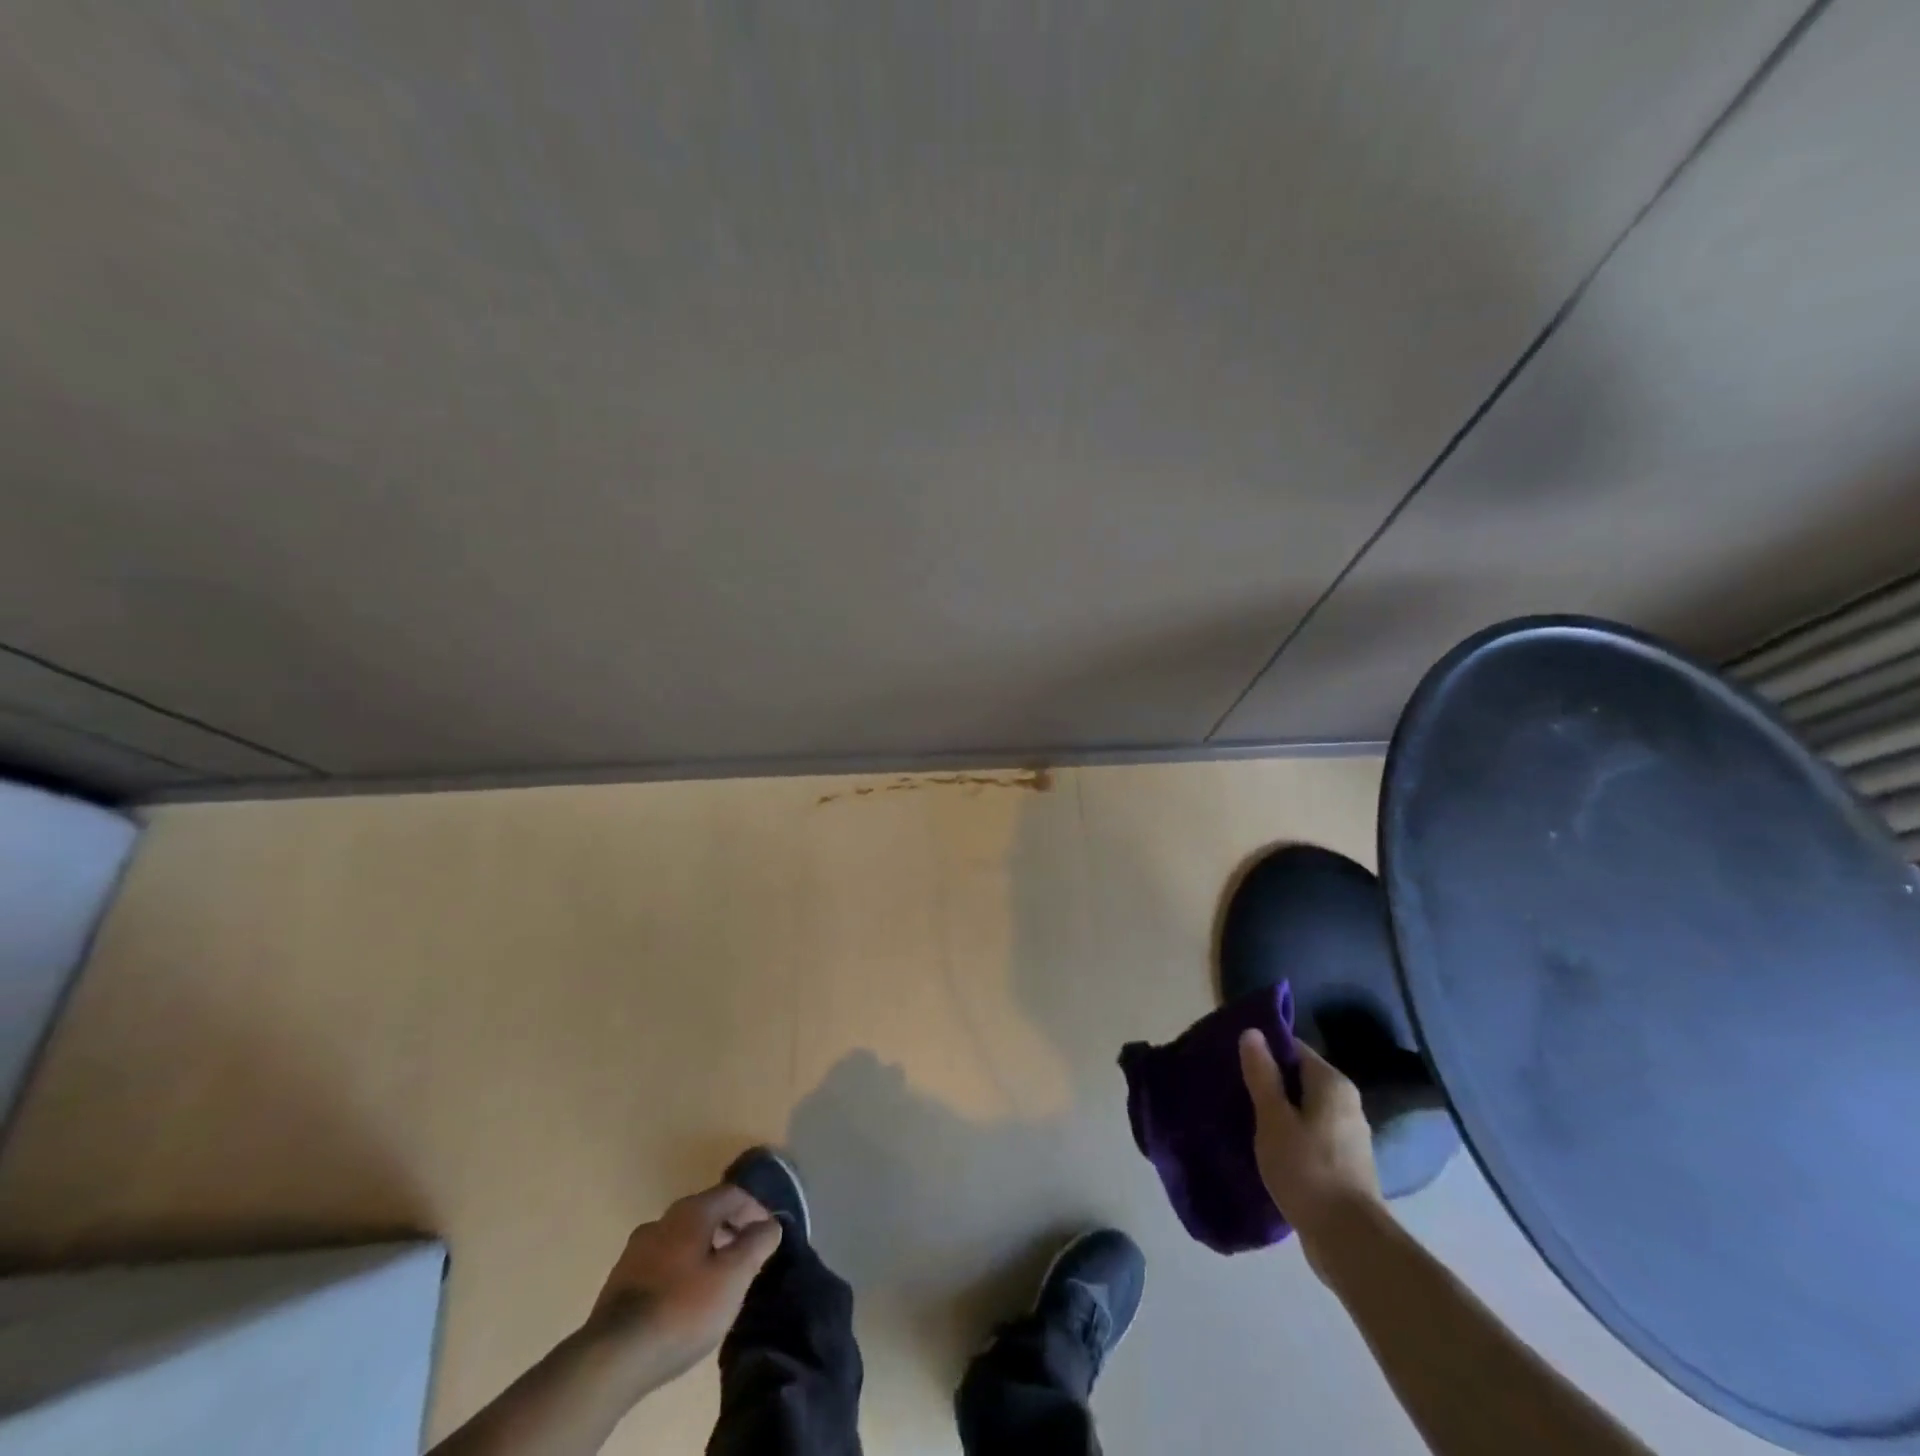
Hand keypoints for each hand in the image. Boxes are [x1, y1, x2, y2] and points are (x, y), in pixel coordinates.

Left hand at [588, 1183, 782, 1383]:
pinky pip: (662, 1261)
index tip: (768, 1234)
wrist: (611, 1358)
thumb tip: (770, 1224)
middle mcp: (663, 1219)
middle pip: (706, 1212)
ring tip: (718, 1280)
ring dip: (705, 1249)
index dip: (755, 1209)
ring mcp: (637, 1249)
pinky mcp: (620, 1280)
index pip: (733, 1194)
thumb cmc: (682, 1310)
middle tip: (746, 1257)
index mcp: (691, 1211)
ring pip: (682, 1237)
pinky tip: (685, 1298)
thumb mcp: (732, 1278)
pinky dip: (682, 1268)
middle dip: (730, 1228)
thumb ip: (756, 1245)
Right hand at [1239, 1029, 1383, 1278]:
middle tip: (1234, 1088)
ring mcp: (1348, 1135)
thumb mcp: (1273, 1118)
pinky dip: (1290, 1135)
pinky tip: (1267, 1147)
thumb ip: (1262, 1075)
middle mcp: (1346, 1103)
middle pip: (1300, 1078)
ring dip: (1278, 1111)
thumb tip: (1253, 1032)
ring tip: (1244, 1118)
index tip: (1234, 1059)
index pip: (1294, 1048)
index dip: (1263, 1050)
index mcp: (1332, 1084)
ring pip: (1304, 1108)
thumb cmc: (1307, 1169)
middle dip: (1268, 1082)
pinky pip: (1310, 1134)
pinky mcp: (1344, 1164)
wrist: (1349, 1241)